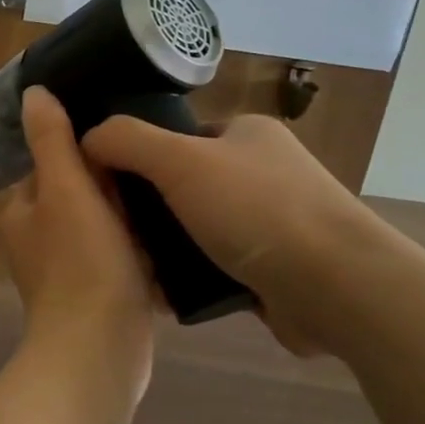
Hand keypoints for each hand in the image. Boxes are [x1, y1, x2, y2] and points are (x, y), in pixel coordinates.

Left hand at [1, 88, 155, 387]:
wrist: (99, 350)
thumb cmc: (81, 262)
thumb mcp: (66, 189)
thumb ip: (50, 140)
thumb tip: (33, 92)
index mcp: (23, 212)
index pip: (50, 164)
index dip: (82, 147)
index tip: (122, 135)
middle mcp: (38, 241)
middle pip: (78, 195)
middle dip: (111, 183)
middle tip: (156, 164)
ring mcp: (68, 273)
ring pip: (102, 228)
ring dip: (130, 216)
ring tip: (171, 195)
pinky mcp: (98, 298)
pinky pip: (120, 261)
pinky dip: (140, 250)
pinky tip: (173, 241)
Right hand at [82, 113, 389, 356]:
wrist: (337, 287)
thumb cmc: (257, 210)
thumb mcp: (179, 160)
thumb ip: (126, 141)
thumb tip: (86, 139)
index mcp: (247, 132)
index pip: (177, 136)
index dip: (138, 156)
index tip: (106, 184)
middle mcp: (262, 170)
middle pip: (182, 184)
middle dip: (148, 208)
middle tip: (113, 229)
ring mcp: (272, 221)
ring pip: (195, 227)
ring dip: (164, 246)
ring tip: (129, 263)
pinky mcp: (274, 267)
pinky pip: (214, 264)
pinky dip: (188, 275)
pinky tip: (161, 290)